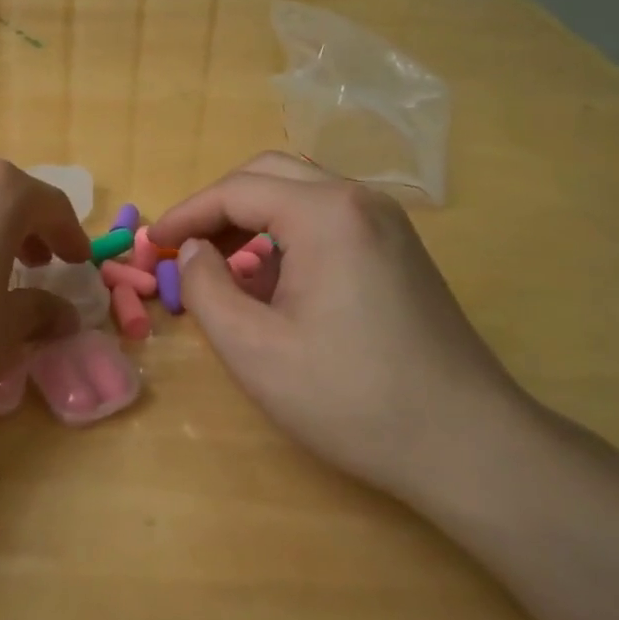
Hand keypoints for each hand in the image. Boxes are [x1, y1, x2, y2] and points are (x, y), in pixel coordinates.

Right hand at [150, 153, 528, 499]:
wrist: (467, 445)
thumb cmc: (351, 397)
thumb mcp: (254, 349)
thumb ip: (206, 288)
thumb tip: (192, 250)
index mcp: (325, 214)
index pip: (236, 190)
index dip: (186, 214)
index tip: (151, 243)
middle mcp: (359, 201)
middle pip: (269, 174)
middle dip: (218, 206)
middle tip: (184, 247)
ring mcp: (387, 223)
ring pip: (300, 194)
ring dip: (252, 218)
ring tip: (220, 266)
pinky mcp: (399, 250)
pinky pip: (328, 221)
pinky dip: (287, 236)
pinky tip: (273, 283)